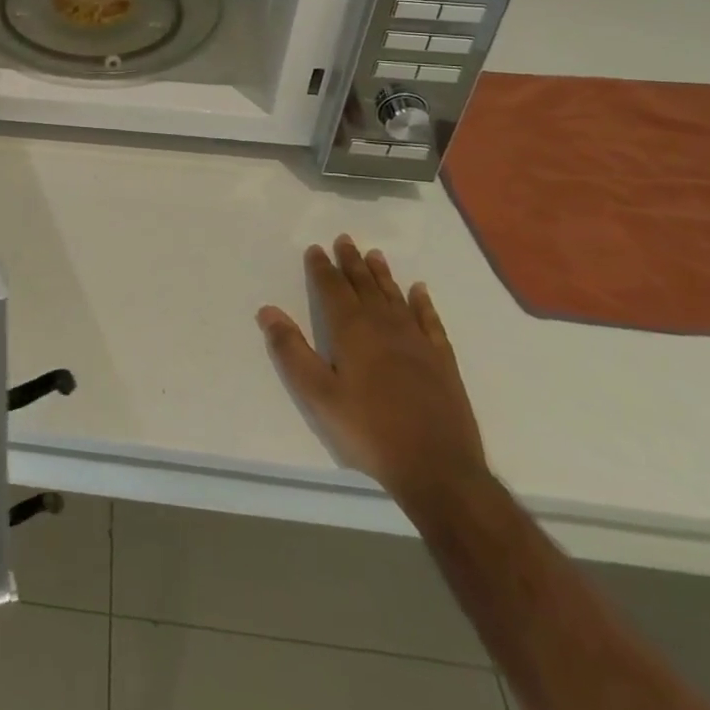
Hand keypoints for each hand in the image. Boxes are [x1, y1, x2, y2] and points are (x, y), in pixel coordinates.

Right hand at [257, 236, 485, 505]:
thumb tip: (268, 310)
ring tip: (374, 255)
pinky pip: (430, 321)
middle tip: (345, 240)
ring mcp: (417, 342)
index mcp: (352, 331)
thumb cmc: (370, 431)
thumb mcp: (318, 395)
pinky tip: (419, 291)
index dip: (322, 268)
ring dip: (383, 275)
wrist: (438, 470)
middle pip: (365, 285)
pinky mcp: (442, 361)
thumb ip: (291, 351)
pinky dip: (423, 303)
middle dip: (352, 262)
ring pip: (395, 297)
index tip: (316, 249)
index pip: (333, 289)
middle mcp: (385, 326)